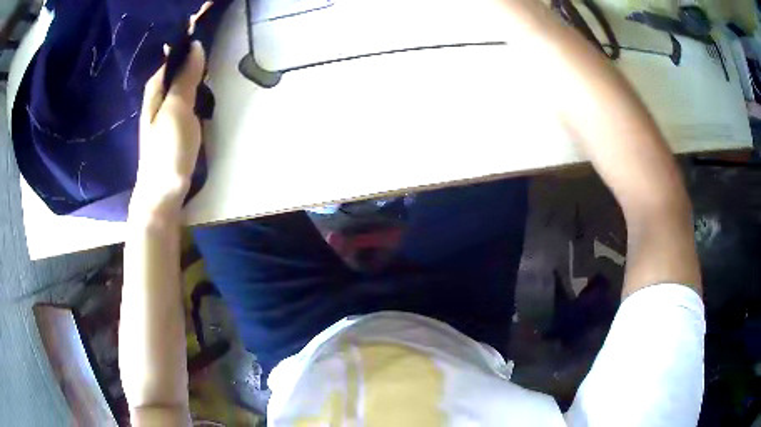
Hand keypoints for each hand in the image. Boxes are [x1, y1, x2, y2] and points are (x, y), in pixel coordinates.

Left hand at [131, 41, 205, 216]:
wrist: (162, 195)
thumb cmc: (167, 152)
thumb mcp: (177, 110)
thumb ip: (185, 78)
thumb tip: (196, 46)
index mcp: (154, 89)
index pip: (170, 55)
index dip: (186, 40)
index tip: (206, 27)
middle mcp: (157, 97)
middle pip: (175, 67)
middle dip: (193, 53)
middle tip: (213, 41)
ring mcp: (165, 112)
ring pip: (181, 81)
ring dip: (195, 69)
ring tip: (213, 58)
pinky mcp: (174, 125)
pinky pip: (185, 97)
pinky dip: (195, 87)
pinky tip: (205, 87)